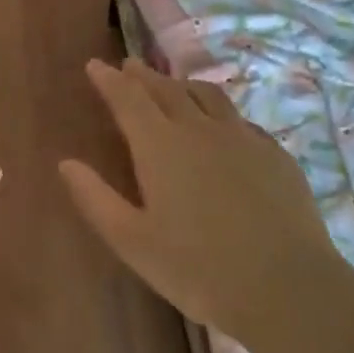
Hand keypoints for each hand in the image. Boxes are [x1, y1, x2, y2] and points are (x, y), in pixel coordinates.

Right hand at [60, 57, 352, 343]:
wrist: (287, 287)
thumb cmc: (198, 269)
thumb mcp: (132, 241)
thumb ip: (95, 198)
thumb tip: (66, 163)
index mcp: (160, 145)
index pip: (127, 98)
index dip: (108, 79)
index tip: (95, 65)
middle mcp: (199, 129)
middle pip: (166, 89)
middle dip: (143, 76)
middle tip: (129, 67)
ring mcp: (242, 137)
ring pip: (207, 96)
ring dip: (182, 85)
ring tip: (172, 86)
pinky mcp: (274, 154)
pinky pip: (238, 118)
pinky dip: (218, 111)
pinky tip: (221, 126)